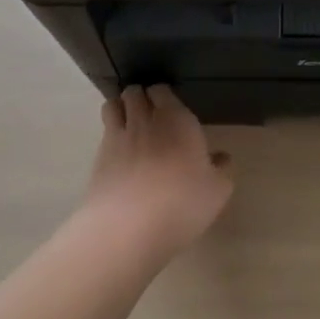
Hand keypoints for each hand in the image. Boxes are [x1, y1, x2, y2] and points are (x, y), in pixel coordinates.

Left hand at [82, 85, 232, 258]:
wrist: (127, 228)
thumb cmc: (181, 203)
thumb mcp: (216, 191)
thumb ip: (221, 170)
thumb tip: (221, 158)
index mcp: (177, 120)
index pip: (163, 90)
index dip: (163, 95)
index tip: (169, 107)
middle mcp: (145, 120)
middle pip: (135, 92)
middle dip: (139, 97)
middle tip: (148, 113)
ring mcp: (118, 137)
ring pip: (113, 106)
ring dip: (120, 108)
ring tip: (127, 123)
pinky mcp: (98, 159)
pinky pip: (102, 133)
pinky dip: (108, 134)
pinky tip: (117, 151)